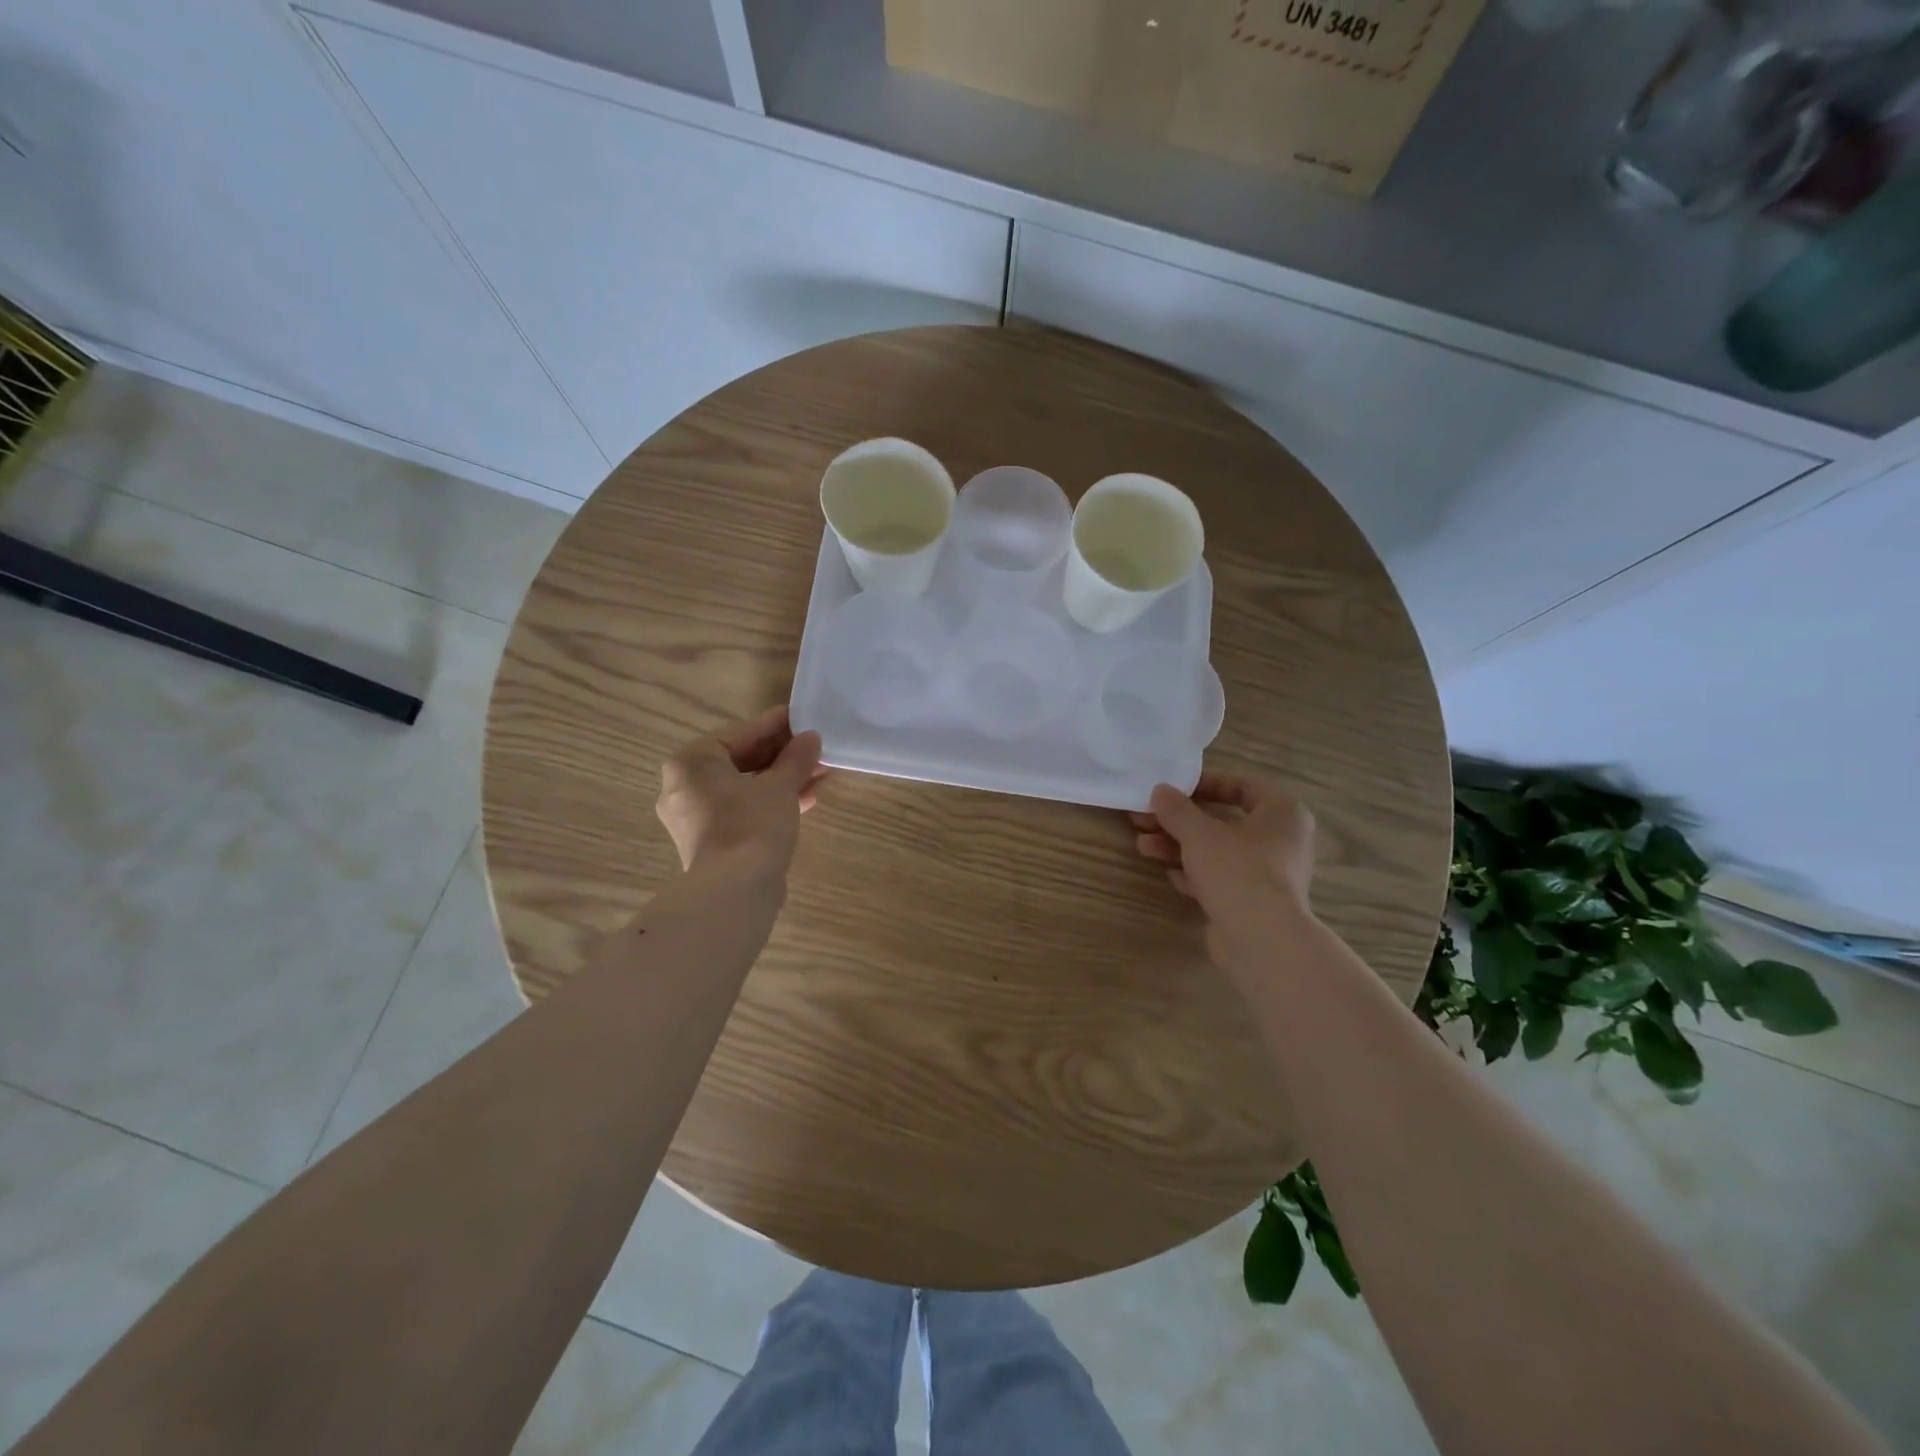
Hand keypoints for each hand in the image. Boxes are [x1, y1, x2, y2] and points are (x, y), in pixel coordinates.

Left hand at [657, 706, 825, 879]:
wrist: (735, 891)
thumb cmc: (752, 824)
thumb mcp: (780, 785)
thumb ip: (796, 758)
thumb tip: (811, 738)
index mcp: (691, 763)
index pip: (739, 734)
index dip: (775, 725)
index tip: (802, 718)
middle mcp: (685, 787)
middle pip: (741, 761)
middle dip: (782, 756)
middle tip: (815, 748)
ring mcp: (696, 817)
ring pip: (745, 787)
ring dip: (782, 780)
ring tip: (819, 773)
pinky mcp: (711, 842)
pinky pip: (743, 809)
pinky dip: (770, 802)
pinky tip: (806, 800)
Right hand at [1131, 773, 1317, 968]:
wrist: (1262, 939)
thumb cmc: (1237, 870)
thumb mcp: (1199, 833)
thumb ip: (1177, 809)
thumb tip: (1160, 790)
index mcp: (1282, 812)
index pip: (1243, 786)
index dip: (1205, 785)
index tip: (1174, 790)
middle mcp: (1282, 840)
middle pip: (1224, 821)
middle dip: (1180, 821)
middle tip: (1145, 819)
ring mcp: (1270, 874)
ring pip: (1218, 852)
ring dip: (1179, 847)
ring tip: (1143, 846)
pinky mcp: (1255, 902)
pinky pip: (1222, 879)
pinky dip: (1196, 874)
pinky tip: (1170, 875)